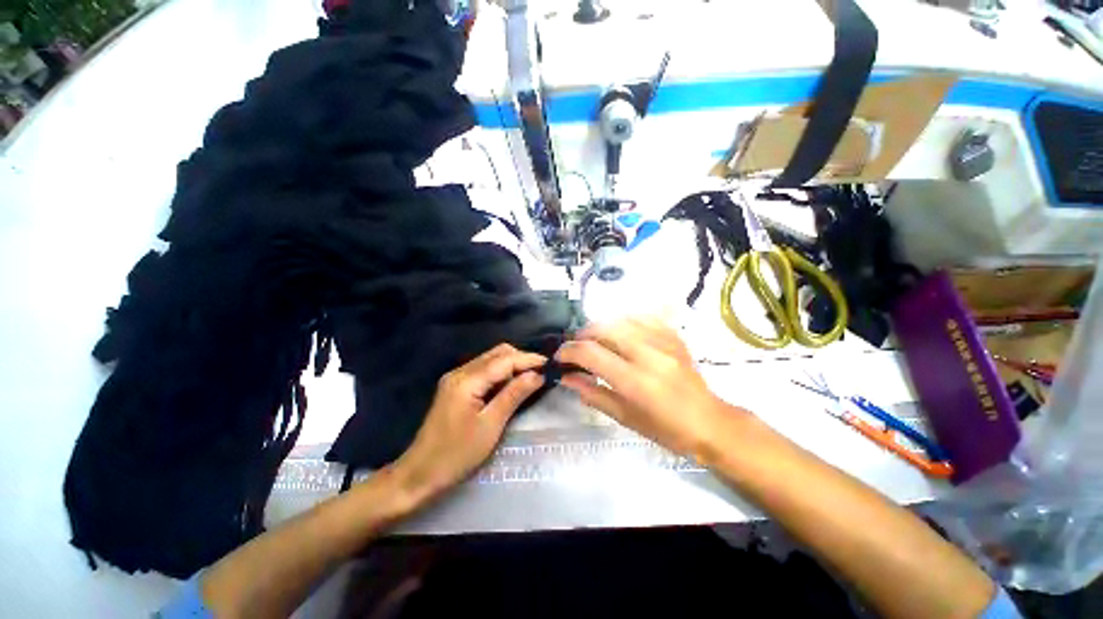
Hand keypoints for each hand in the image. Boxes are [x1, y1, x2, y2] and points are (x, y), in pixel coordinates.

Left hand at [392, 344, 545, 503]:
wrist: (420, 473)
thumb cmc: (457, 454)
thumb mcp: (491, 425)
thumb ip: (514, 394)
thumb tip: (538, 375)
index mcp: (467, 380)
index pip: (504, 360)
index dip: (529, 359)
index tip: (550, 364)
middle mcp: (460, 372)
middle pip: (497, 353)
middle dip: (521, 359)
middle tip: (541, 373)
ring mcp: (456, 378)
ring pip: (490, 360)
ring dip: (512, 365)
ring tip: (530, 378)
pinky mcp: (456, 387)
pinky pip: (483, 371)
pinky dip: (500, 373)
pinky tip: (511, 384)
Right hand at [555, 318, 737, 456]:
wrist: (709, 421)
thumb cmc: (665, 429)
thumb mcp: (624, 417)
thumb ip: (592, 393)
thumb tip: (566, 378)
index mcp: (635, 381)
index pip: (591, 353)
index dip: (568, 352)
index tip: (560, 358)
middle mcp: (648, 354)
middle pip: (603, 328)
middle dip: (581, 335)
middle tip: (575, 349)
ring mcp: (663, 340)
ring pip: (620, 318)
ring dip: (600, 327)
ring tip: (594, 340)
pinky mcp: (672, 335)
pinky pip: (641, 317)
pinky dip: (623, 322)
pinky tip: (619, 333)